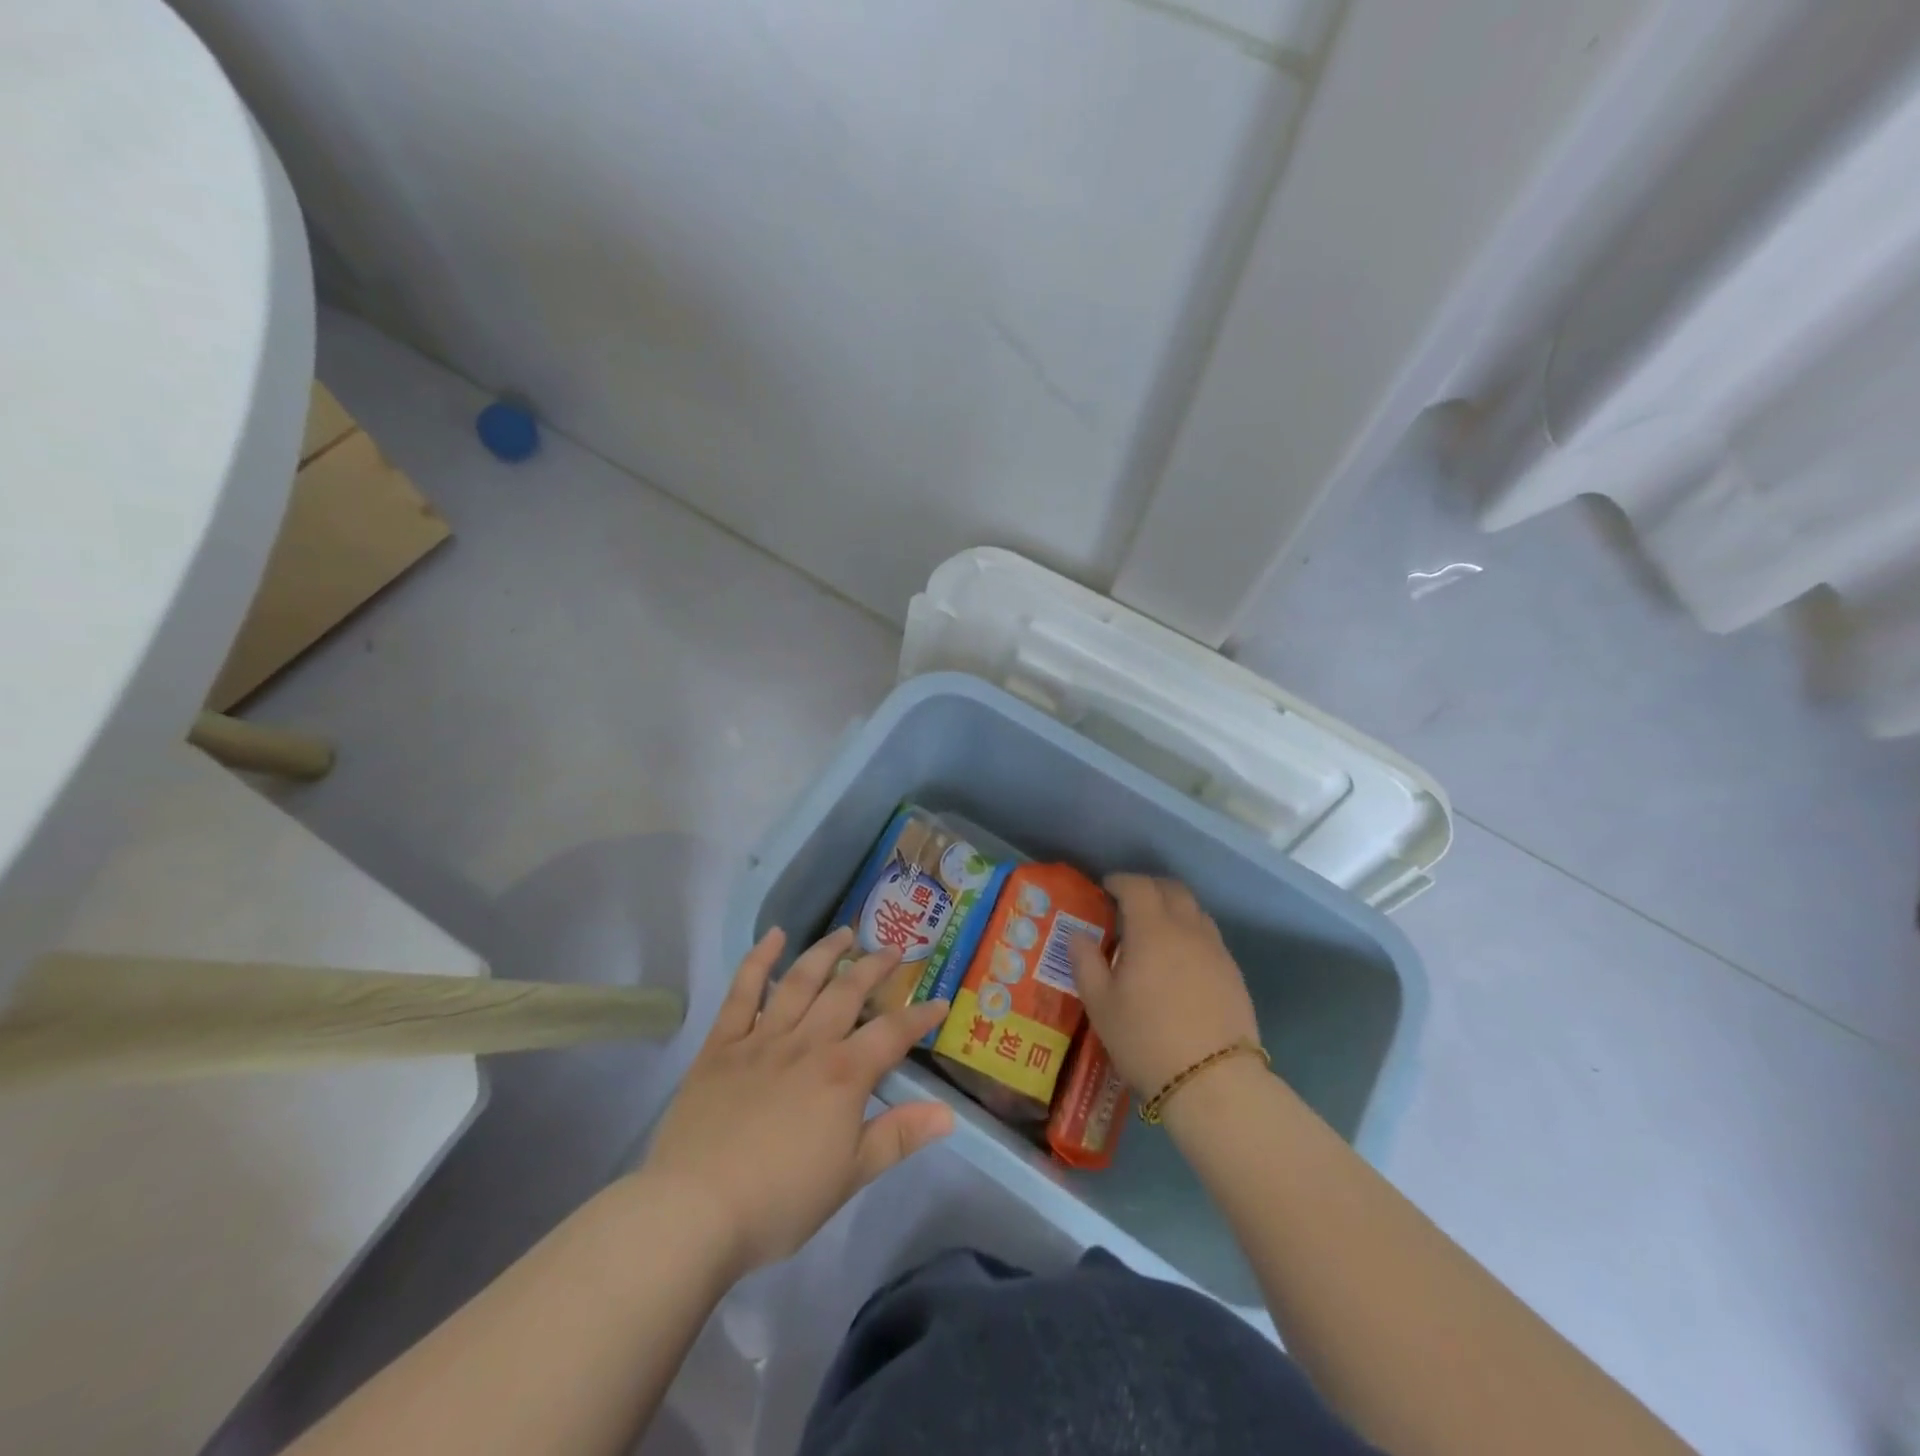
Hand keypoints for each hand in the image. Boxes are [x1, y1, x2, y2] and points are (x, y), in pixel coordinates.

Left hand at [641, 926, 954, 1276]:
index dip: (919, 1016)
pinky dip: (759, 960)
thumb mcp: (850, 1176)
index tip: (938, 1002)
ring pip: (801, 981)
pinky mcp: (722, 1044)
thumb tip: (948, 1113)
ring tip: (845, 934)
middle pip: (847, 993)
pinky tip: (773, 936)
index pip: (892, 1033)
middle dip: (875, 968)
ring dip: (826, 953)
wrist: (694, 1210)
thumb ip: (899, 1137)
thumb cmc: (780, 1201)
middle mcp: (808, 1043)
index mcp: (843, 1074)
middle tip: (893, 950)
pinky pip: (742, 992)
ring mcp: (762, 1038)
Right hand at [1070, 874, 1260, 1096]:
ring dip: (1173, 907)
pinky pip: (1209, 936)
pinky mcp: (1233, 972)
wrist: (1213, 1081)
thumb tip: (1078, 935)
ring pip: (1195, 910)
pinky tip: (1180, 958)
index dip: (1120, 881)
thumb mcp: (1101, 1005)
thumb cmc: (1146, 1040)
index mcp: (1152, 930)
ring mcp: (1216, 950)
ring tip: (1155, 928)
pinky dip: (1191, 932)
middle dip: (1149, 887)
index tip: (1106, 888)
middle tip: (1129, 901)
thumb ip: (1086, 963)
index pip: (1138, 886)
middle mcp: (1187, 929)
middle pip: (1172, 889)